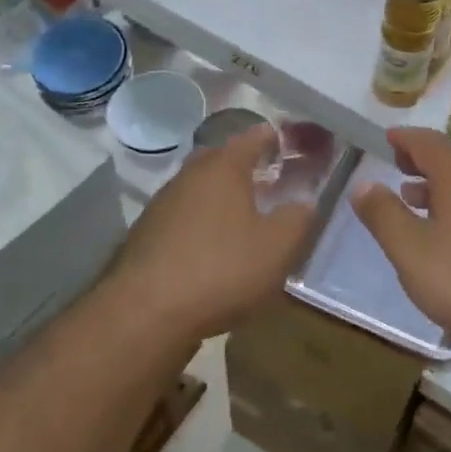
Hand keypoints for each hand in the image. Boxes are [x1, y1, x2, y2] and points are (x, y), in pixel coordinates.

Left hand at [113, 124, 315, 339]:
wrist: (146, 313)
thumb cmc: (221, 269)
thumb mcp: (277, 247)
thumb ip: (297, 219)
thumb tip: (305, 202)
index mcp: (224, 168)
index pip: (251, 138)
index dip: (270, 138)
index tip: (284, 141)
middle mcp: (190, 175)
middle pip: (220, 159)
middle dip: (243, 165)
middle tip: (266, 177)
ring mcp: (162, 204)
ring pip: (199, 189)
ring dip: (220, 196)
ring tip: (242, 215)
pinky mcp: (146, 235)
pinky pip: (182, 217)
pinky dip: (200, 223)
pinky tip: (211, 247)